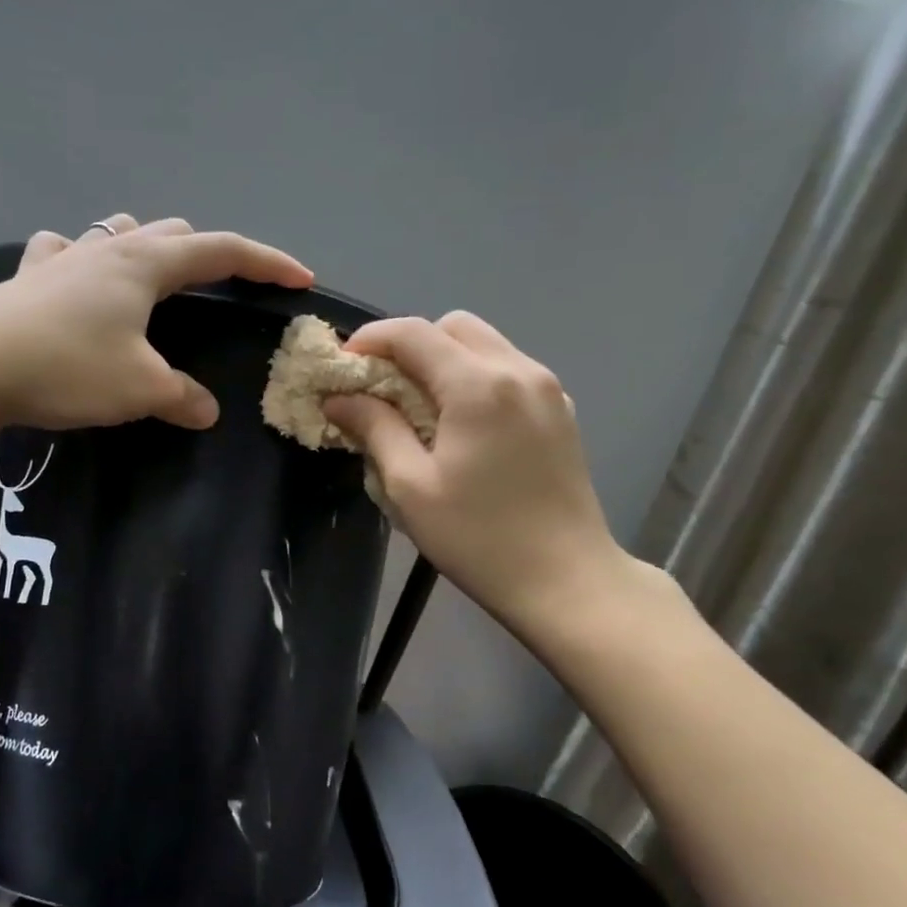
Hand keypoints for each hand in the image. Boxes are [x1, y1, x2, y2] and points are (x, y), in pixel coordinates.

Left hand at [0, 214, 312, 431]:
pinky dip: (82, 259)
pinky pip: (64, 252)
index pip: (223, 252)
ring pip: (119, 232)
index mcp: (146, 264)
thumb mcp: (137, 388)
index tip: (300, 277)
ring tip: (155, 275)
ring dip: (147, 246)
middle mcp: (108, 249)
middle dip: (208, 254)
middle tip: (223, 288)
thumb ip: (180, 397)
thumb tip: (206, 411)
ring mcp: (63, 257)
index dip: (267, 263)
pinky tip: (75, 278)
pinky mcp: (27, 277)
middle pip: (173, 232)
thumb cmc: (65, 367)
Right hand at [325, 313, 657, 639]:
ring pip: (485, 344)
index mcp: (478, 386)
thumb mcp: (410, 487)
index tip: (342, 367)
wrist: (566, 580)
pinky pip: (509, 370)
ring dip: (444, 359)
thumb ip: (374, 428)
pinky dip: (475, 377)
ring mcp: (548, 388)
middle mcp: (518, 370)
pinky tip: (462, 423)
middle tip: (382, 388)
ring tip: (419, 406)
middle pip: (453, 326)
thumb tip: (340, 397)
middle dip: (410, 345)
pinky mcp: (562, 410)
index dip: (370, 340)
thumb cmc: (478, 538)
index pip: (413, 333)